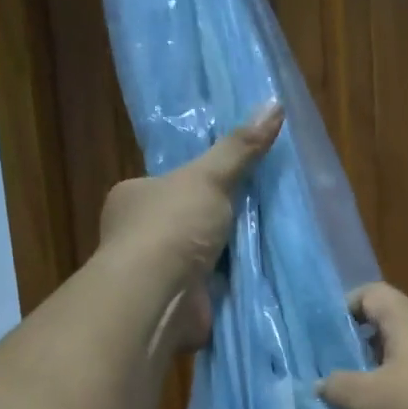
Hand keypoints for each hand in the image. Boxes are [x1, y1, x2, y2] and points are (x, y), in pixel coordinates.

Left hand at [98, 104, 280, 351]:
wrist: (159, 296)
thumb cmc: (172, 227)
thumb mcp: (210, 177)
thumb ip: (240, 148)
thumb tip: (275, 102)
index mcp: (132, 198)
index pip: (166, 185)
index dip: (196, 183)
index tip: (228, 183)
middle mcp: (136, 236)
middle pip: (184, 222)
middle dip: (213, 223)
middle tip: (256, 213)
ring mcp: (155, 274)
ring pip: (196, 258)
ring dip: (222, 257)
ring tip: (265, 244)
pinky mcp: (174, 305)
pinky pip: (207, 290)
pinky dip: (227, 287)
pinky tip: (256, 278)